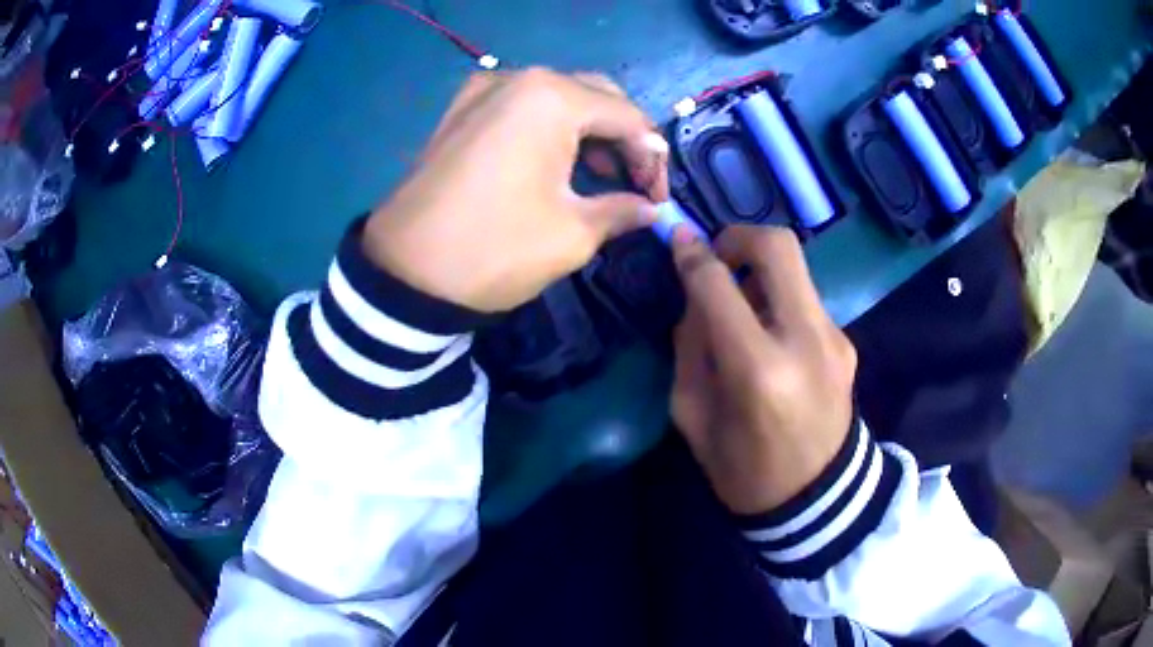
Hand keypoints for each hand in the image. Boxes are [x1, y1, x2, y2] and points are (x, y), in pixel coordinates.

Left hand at [362, 68, 668, 311]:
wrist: (404, 273)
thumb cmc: (495, 249)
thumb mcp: (572, 234)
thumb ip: (622, 210)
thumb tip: (650, 209)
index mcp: (551, 98)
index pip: (628, 117)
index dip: (653, 159)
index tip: (658, 199)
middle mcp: (519, 79)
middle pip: (595, 96)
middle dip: (624, 138)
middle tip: (635, 183)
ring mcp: (483, 90)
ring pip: (558, 99)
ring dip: (589, 132)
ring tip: (600, 177)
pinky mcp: (460, 111)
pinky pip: (521, 108)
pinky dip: (550, 129)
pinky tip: (557, 162)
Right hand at [670, 225, 857, 515]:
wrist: (819, 500)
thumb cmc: (744, 470)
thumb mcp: (694, 417)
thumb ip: (690, 348)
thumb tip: (695, 297)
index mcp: (757, 369)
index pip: (718, 285)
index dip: (692, 255)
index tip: (677, 240)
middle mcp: (804, 339)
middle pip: (778, 247)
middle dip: (739, 237)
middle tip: (717, 257)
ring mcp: (834, 337)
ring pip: (796, 268)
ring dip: (760, 272)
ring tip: (741, 307)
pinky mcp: (846, 342)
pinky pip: (806, 300)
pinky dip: (780, 300)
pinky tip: (771, 335)